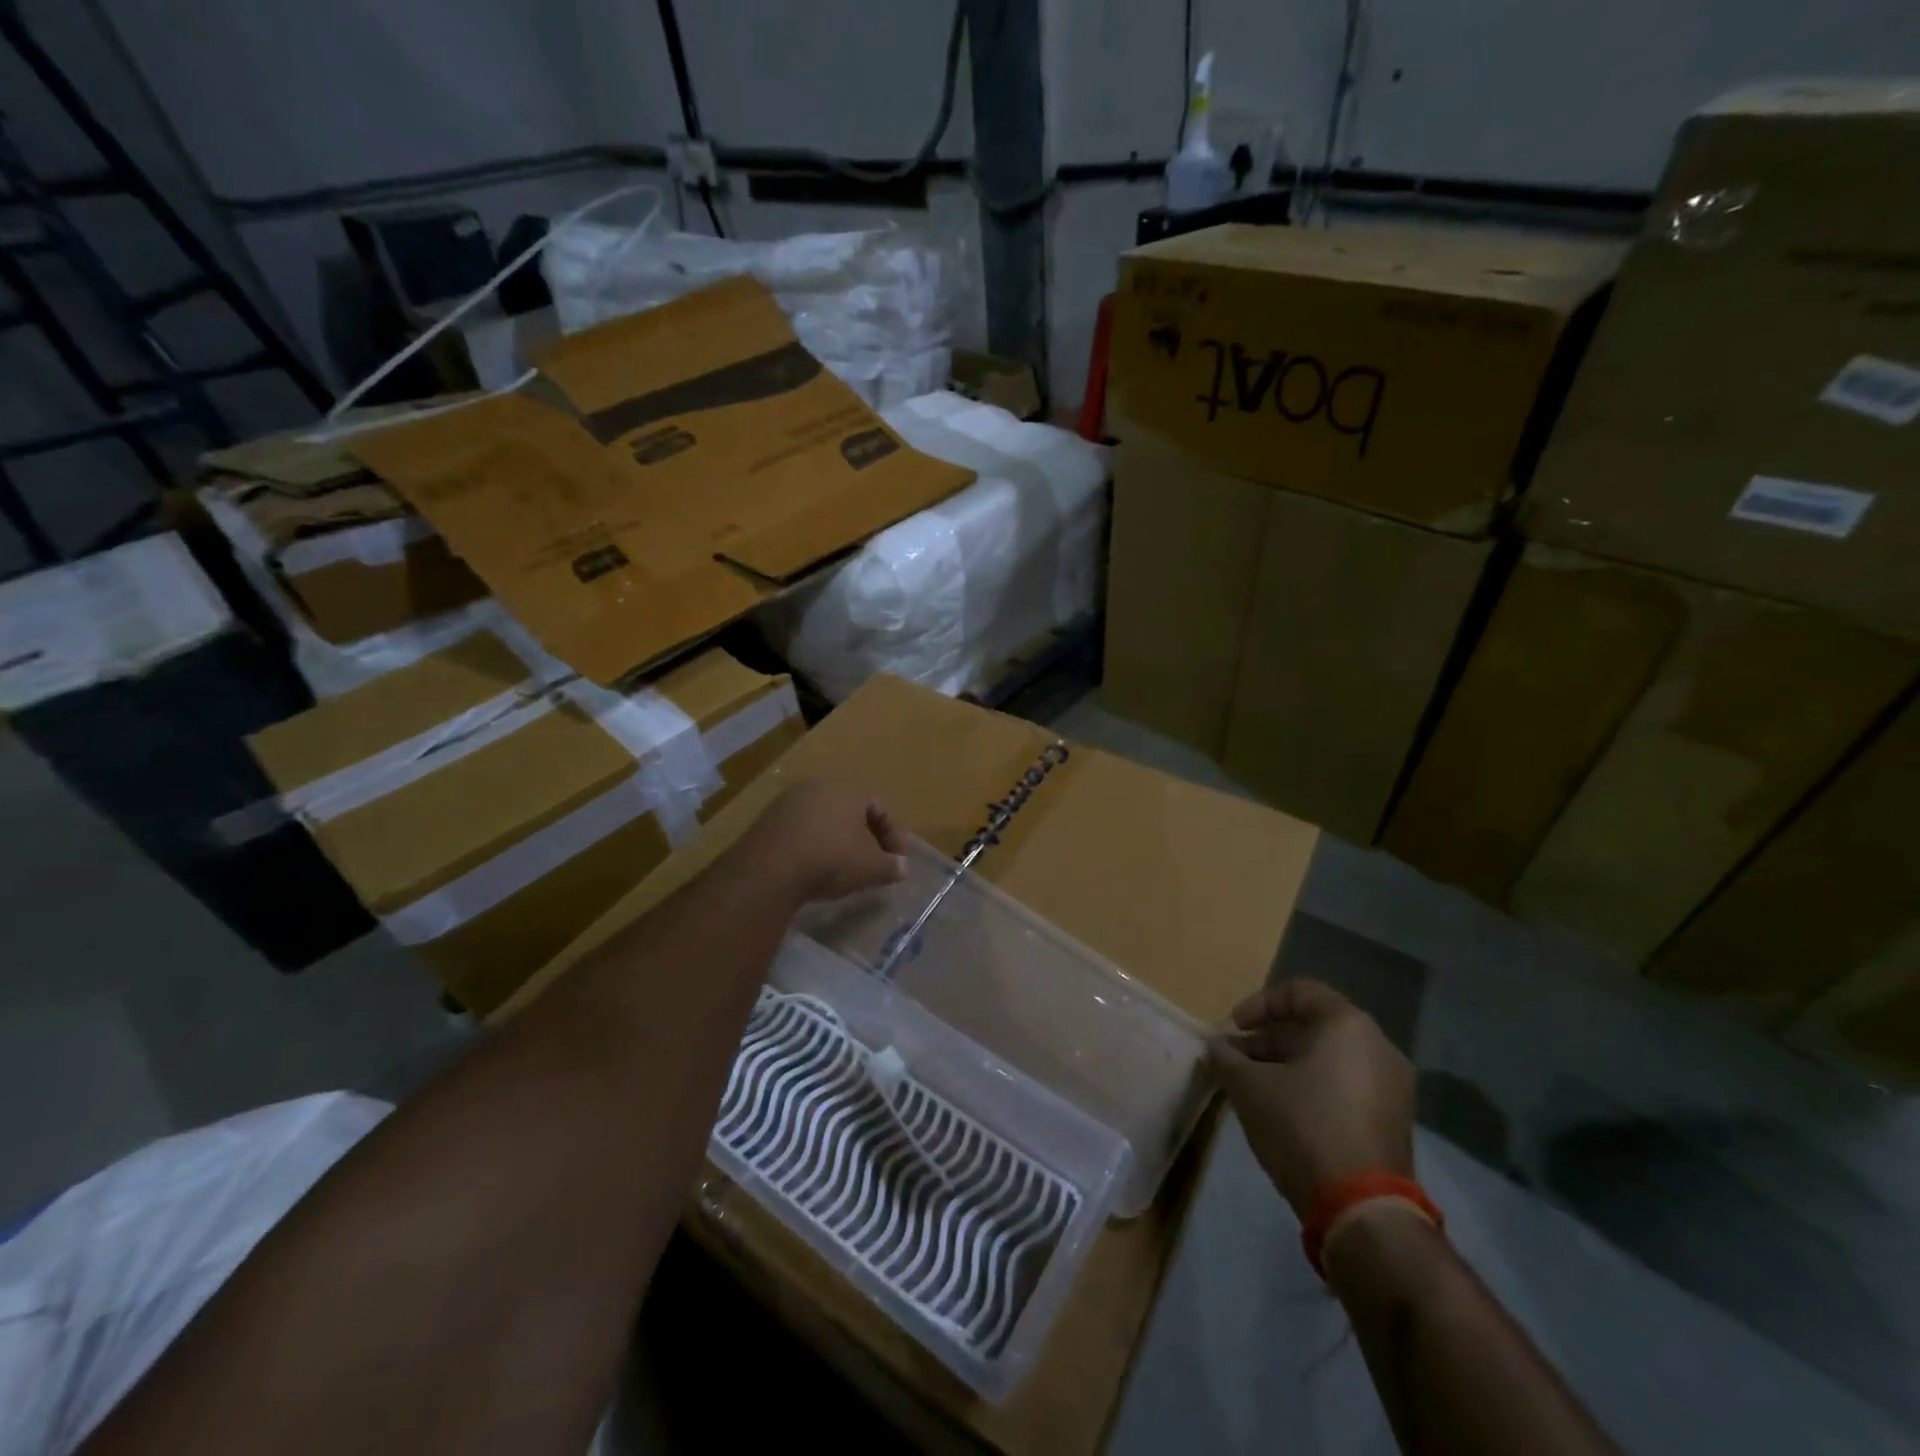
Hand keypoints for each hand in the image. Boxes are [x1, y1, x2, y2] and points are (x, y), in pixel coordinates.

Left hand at [735, 781, 908, 903]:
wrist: (770, 869)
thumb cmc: (832, 859)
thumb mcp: (871, 868)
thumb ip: (891, 866)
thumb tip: (902, 868)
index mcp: (849, 790)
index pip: (880, 808)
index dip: (893, 835)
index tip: (896, 860)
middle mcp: (819, 787)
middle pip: (850, 810)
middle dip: (863, 836)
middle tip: (870, 862)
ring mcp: (789, 801)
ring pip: (822, 819)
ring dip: (835, 840)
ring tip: (840, 868)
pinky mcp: (766, 820)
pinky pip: (799, 830)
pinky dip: (810, 845)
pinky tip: (811, 868)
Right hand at [1210, 979, 1414, 1220]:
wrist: (1362, 1208)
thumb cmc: (1302, 1126)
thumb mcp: (1249, 1087)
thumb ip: (1227, 1058)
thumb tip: (1215, 1047)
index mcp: (1348, 1025)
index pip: (1298, 992)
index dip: (1258, 1005)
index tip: (1233, 1028)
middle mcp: (1378, 1046)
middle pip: (1314, 1026)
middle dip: (1268, 1039)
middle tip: (1234, 1058)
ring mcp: (1392, 1086)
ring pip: (1329, 1058)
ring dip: (1287, 1064)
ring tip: (1251, 1085)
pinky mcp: (1393, 1121)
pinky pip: (1345, 1085)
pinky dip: (1312, 1086)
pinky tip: (1281, 1109)